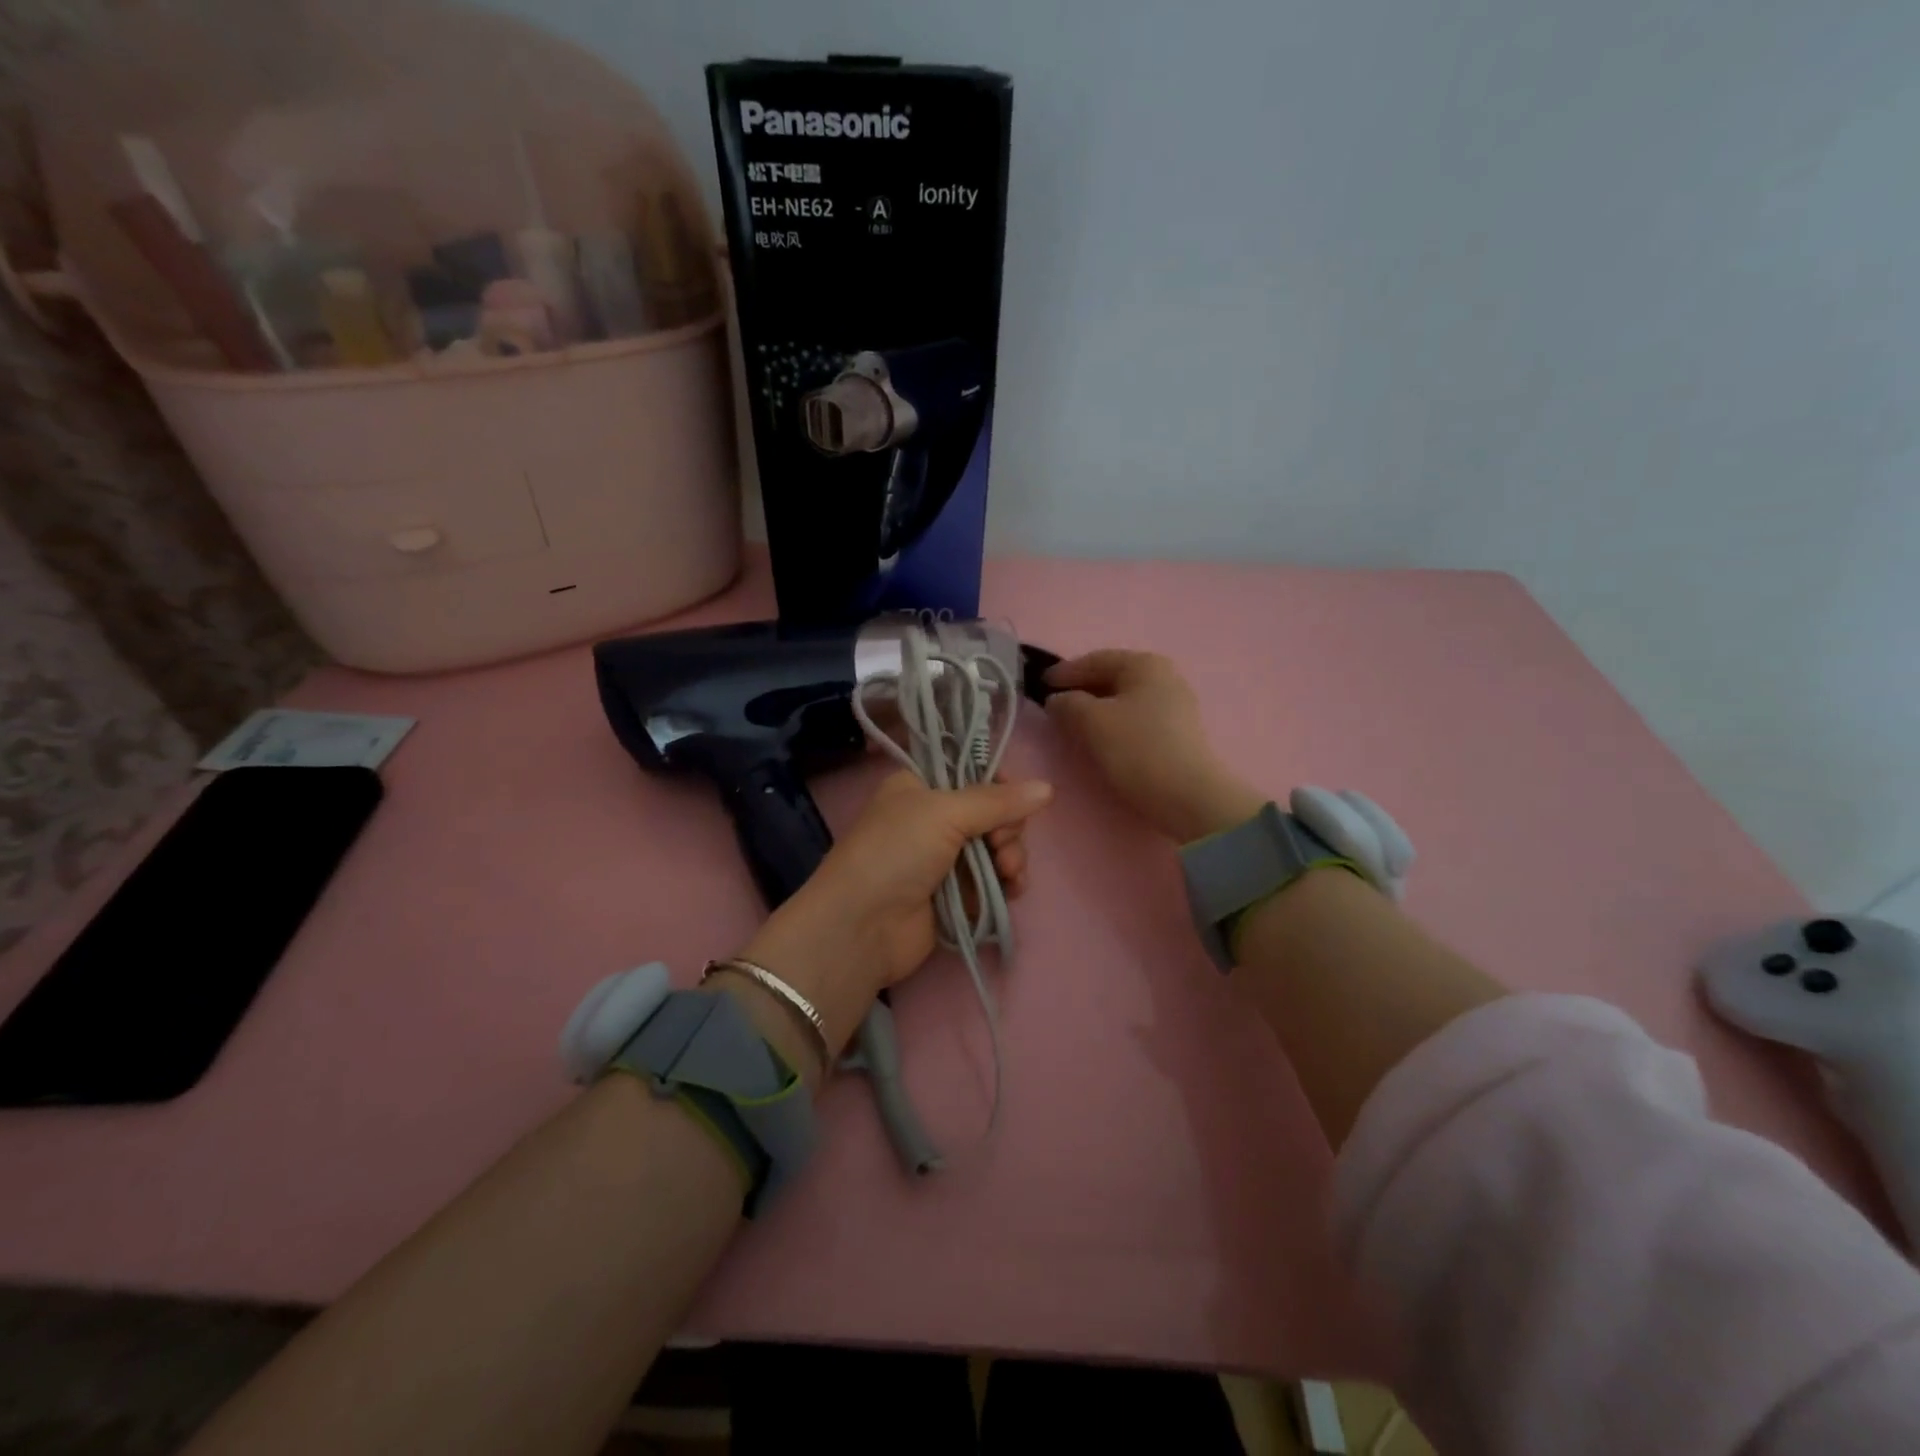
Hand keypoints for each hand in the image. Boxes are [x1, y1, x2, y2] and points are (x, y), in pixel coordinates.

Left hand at [730, 772, 1051, 1063]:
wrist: (861, 926)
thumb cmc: (895, 853)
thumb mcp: (943, 812)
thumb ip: (997, 801)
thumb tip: (1047, 787)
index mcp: (919, 787)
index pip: (972, 775)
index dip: (1000, 787)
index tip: (1013, 803)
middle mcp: (931, 819)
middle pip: (991, 814)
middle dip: (1007, 830)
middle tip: (1002, 846)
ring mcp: (942, 860)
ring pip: (996, 849)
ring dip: (1011, 858)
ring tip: (1008, 873)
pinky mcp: (953, 896)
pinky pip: (992, 882)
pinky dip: (1006, 884)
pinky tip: (1012, 890)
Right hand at [1045, 650, 1264, 843]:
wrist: (1188, 797)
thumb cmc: (1137, 749)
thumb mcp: (1092, 721)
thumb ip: (1067, 703)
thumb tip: (1058, 700)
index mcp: (1145, 664)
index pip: (1096, 659)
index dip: (1065, 672)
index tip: (1039, 684)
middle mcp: (1164, 677)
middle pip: (1112, 678)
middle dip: (1081, 690)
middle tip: (1053, 705)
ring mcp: (1175, 705)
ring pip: (1123, 700)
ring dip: (1096, 709)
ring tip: (1071, 724)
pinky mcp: (1178, 733)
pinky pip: (1135, 719)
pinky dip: (1113, 723)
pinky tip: (1099, 739)